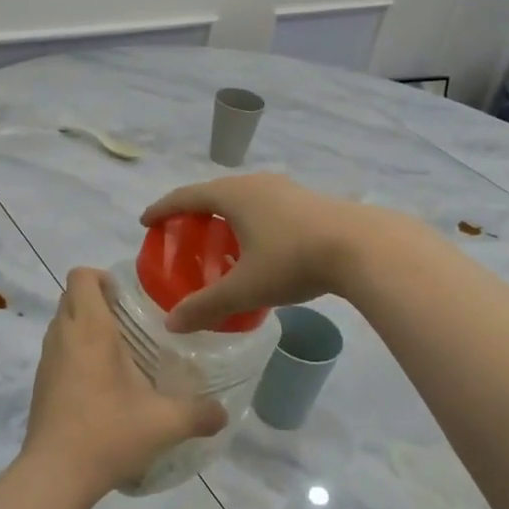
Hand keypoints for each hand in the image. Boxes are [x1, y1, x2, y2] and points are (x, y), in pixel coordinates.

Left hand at [22, 268, 226, 498]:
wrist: (54, 476)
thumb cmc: (108, 433)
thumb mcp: (165, 423)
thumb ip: (199, 414)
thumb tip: (224, 413)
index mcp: (90, 329)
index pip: (81, 277)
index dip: (101, 276)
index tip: (125, 295)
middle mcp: (63, 336)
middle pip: (70, 296)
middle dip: (95, 299)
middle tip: (128, 319)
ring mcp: (46, 361)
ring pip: (61, 324)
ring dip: (83, 326)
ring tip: (117, 350)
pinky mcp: (40, 385)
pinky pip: (57, 352)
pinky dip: (74, 353)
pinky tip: (100, 383)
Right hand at [140, 173, 367, 333]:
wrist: (362, 246)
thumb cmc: (293, 260)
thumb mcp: (246, 288)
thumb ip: (206, 306)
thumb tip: (172, 325)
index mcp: (233, 195)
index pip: (186, 196)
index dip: (163, 208)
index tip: (146, 221)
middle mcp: (256, 184)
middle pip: (214, 192)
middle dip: (193, 210)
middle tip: (180, 232)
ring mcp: (285, 188)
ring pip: (243, 197)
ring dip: (224, 214)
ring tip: (218, 238)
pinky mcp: (308, 200)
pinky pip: (265, 204)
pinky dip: (249, 219)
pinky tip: (259, 243)